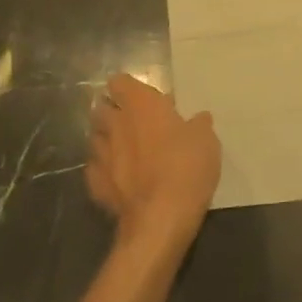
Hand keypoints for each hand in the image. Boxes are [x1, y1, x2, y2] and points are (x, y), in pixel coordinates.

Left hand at [87, 74, 220, 254]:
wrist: (160, 219)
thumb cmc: (186, 168)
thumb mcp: (206, 141)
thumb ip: (198, 125)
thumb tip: (198, 119)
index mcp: (141, 105)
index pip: (120, 82)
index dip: (128, 88)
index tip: (142, 98)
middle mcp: (115, 124)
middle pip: (102, 108)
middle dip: (114, 112)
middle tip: (135, 123)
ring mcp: (101, 154)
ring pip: (96, 138)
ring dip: (107, 140)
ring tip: (125, 150)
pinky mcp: (95, 184)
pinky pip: (96, 168)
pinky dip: (105, 169)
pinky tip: (119, 178)